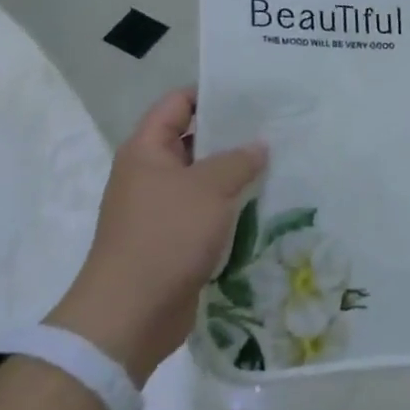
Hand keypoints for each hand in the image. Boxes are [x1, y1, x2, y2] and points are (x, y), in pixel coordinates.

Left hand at [49, 88, 266, 385]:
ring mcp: (160, 209)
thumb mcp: (209, 188)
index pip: (177, 103)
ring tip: (279, 163)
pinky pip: (206, 212)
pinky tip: (264, 204)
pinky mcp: (173, 241)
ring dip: (235, 175)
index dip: (211, 93)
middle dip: (232, 135)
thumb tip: (259, 146)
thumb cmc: (165, 236)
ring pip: (203, 180)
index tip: (252, 93)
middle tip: (276, 128)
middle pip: (193, 140)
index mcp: (146, 150)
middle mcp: (150, 174)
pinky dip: (230, 208)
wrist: (130, 316)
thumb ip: (238, 160)